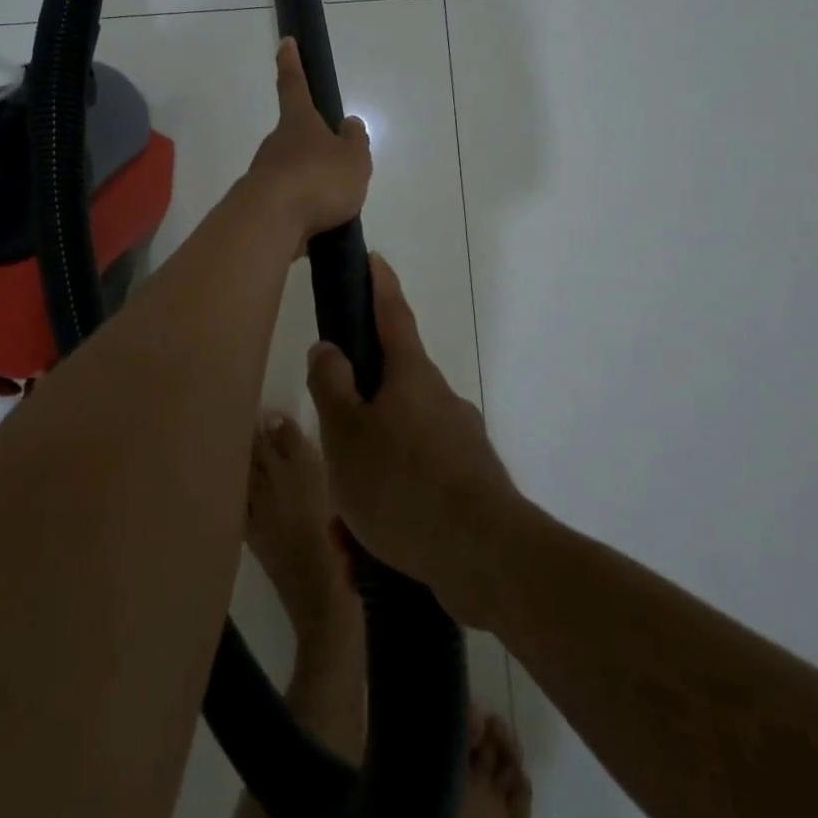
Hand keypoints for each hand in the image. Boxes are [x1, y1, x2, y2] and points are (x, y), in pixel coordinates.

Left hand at [243, 38, 372, 242]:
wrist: (270, 223)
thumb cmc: (317, 179)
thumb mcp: (353, 159)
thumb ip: (355, 141)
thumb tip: (348, 125)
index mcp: (298, 122)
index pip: (294, 84)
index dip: (292, 63)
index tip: (285, 42)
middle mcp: (276, 143)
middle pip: (295, 136)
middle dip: (313, 147)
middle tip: (337, 167)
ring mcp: (264, 174)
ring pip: (292, 171)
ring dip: (310, 183)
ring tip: (336, 205)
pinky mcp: (261, 206)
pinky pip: (288, 202)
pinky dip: (303, 210)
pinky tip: (318, 226)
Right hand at [306, 254, 525, 627]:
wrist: (488, 558)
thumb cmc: (403, 483)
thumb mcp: (346, 432)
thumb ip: (331, 385)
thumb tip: (329, 348)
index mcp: (411, 376)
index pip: (392, 314)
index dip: (379, 285)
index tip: (374, 258)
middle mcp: (440, 400)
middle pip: (389, 393)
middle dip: (357, 422)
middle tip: (331, 460)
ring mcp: (460, 444)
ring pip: (398, 450)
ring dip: (368, 482)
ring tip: (347, 533)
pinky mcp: (470, 487)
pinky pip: (417, 489)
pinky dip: (390, 515)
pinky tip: (369, 556)